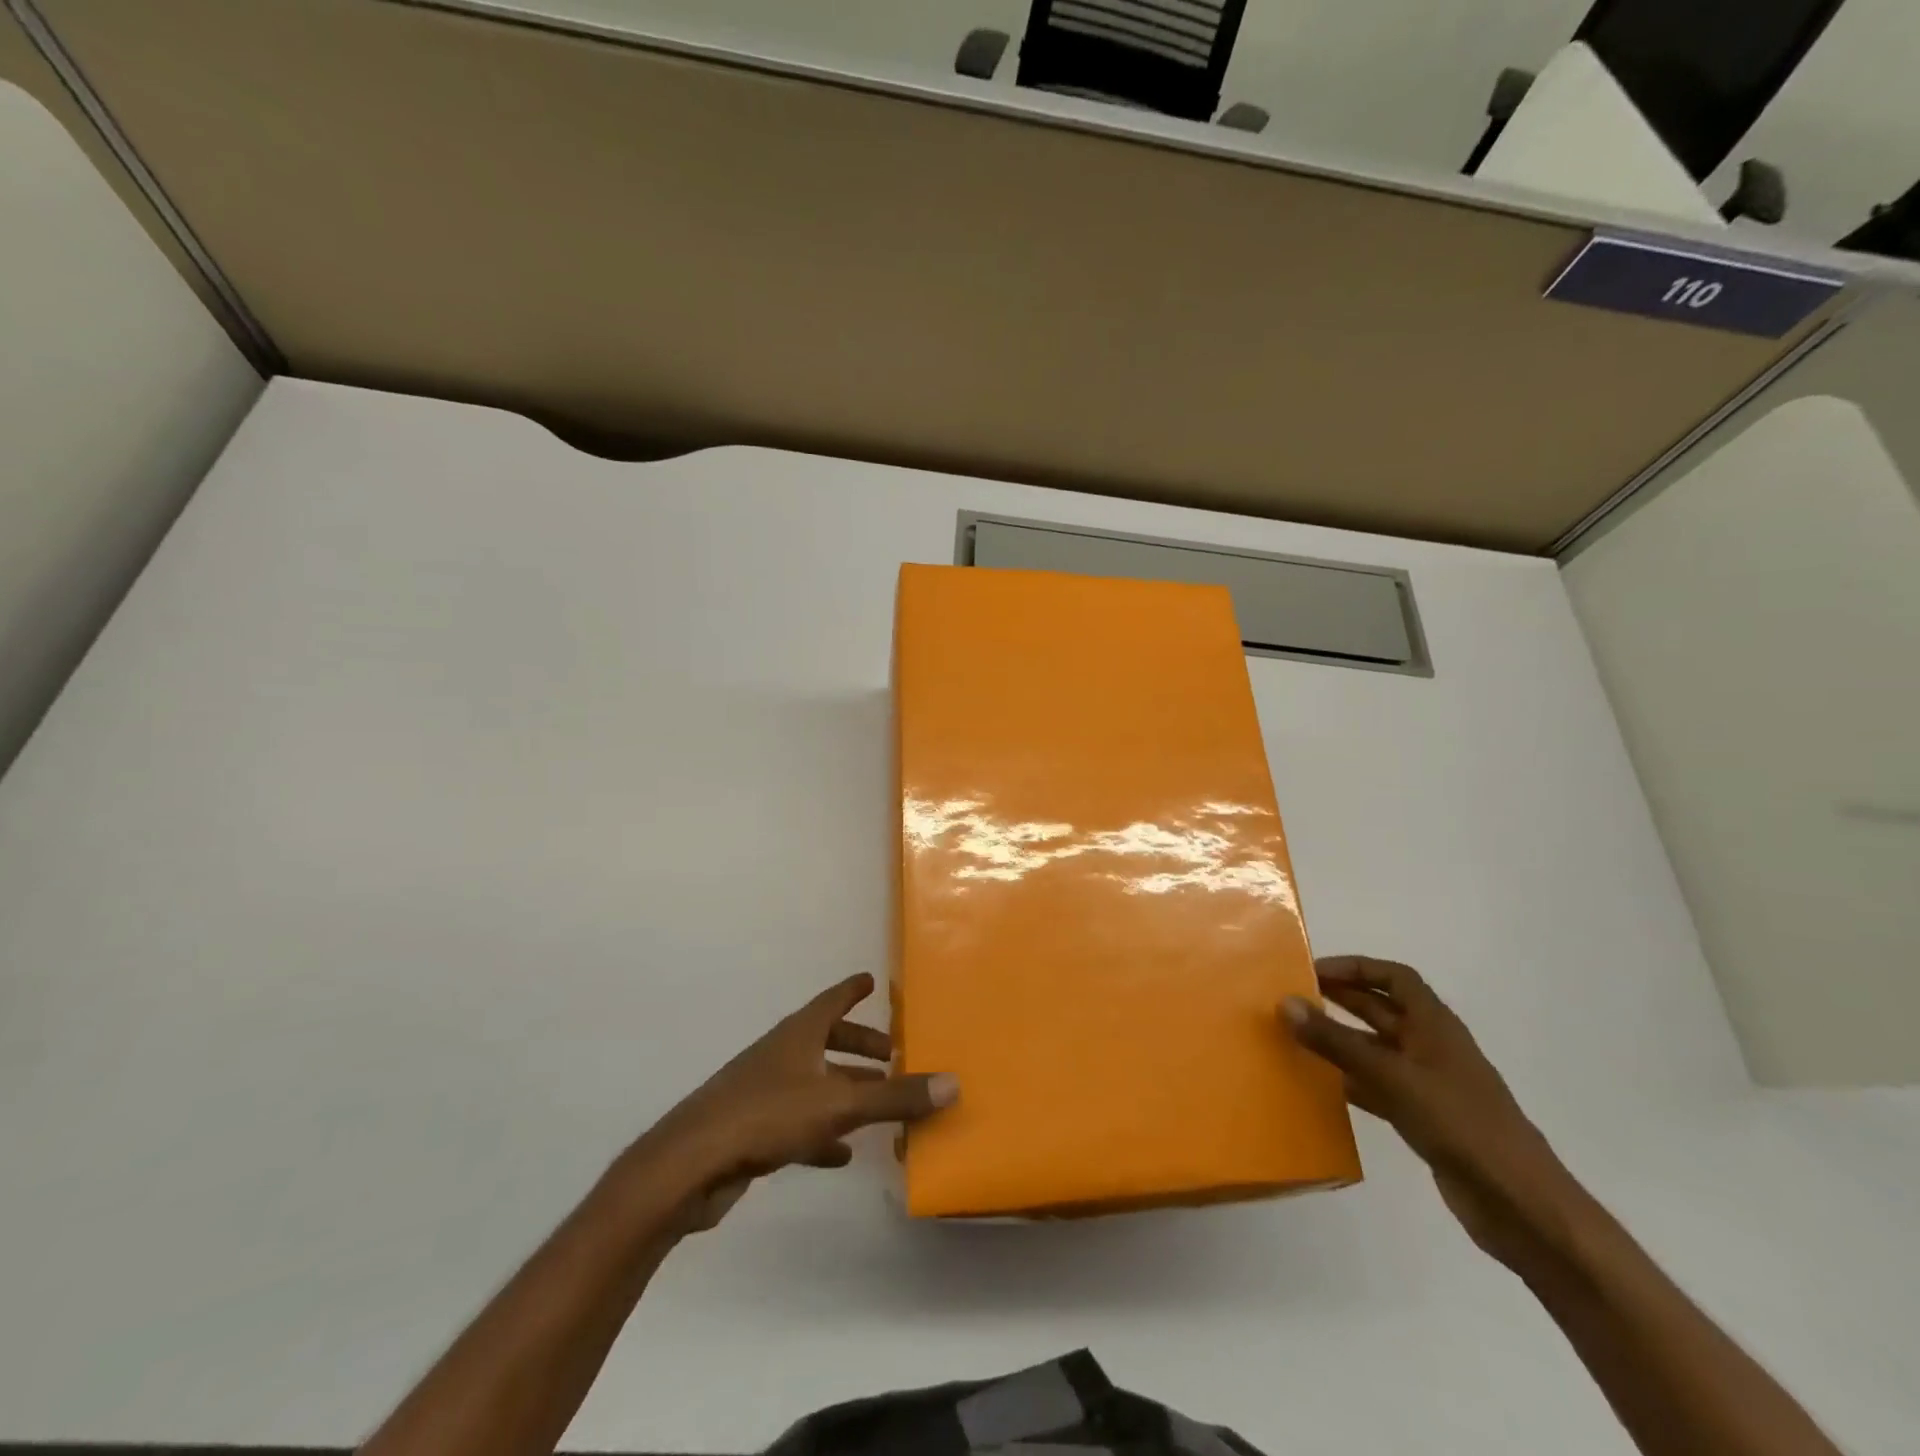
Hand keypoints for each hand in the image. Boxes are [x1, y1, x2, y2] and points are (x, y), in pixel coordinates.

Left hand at [639, 973, 957, 1230]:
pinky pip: (799, 1123)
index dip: (853, 990)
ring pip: (815, 1082)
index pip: (832, 1001)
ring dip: (845, 1089)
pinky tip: (842, 1154)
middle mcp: (782, 1055)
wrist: (690, 1165)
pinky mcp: (753, 1130)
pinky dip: (823, 1132)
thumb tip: (953, 1083)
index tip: (871, 980)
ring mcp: (764, 1091)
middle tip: (892, 1055)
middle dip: (859, 1046)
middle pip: (826, 1040)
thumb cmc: (766, 1115)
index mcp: (798, 1035)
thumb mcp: (838, 1105)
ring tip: (878, 1102)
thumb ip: (894, 1097)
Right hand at [1283, 956, 1576, 1266]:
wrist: (1520, 1205)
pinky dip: (1349, 1081)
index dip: (1355, 968)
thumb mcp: (1392, 1077)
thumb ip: (1337, 1042)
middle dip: (1339, 999)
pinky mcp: (1423, 1118)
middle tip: (1292, 999)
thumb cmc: (1460, 1124)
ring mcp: (1428, 1084)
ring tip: (1295, 1039)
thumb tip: (1285, 1003)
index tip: (1312, 971)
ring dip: (1339, 1041)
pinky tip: (1319, 1086)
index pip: (1394, 977)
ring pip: (1375, 1049)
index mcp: (1435, 1025)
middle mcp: (1431, 1046)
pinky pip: (1377, 1086)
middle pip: (1381, 1010)